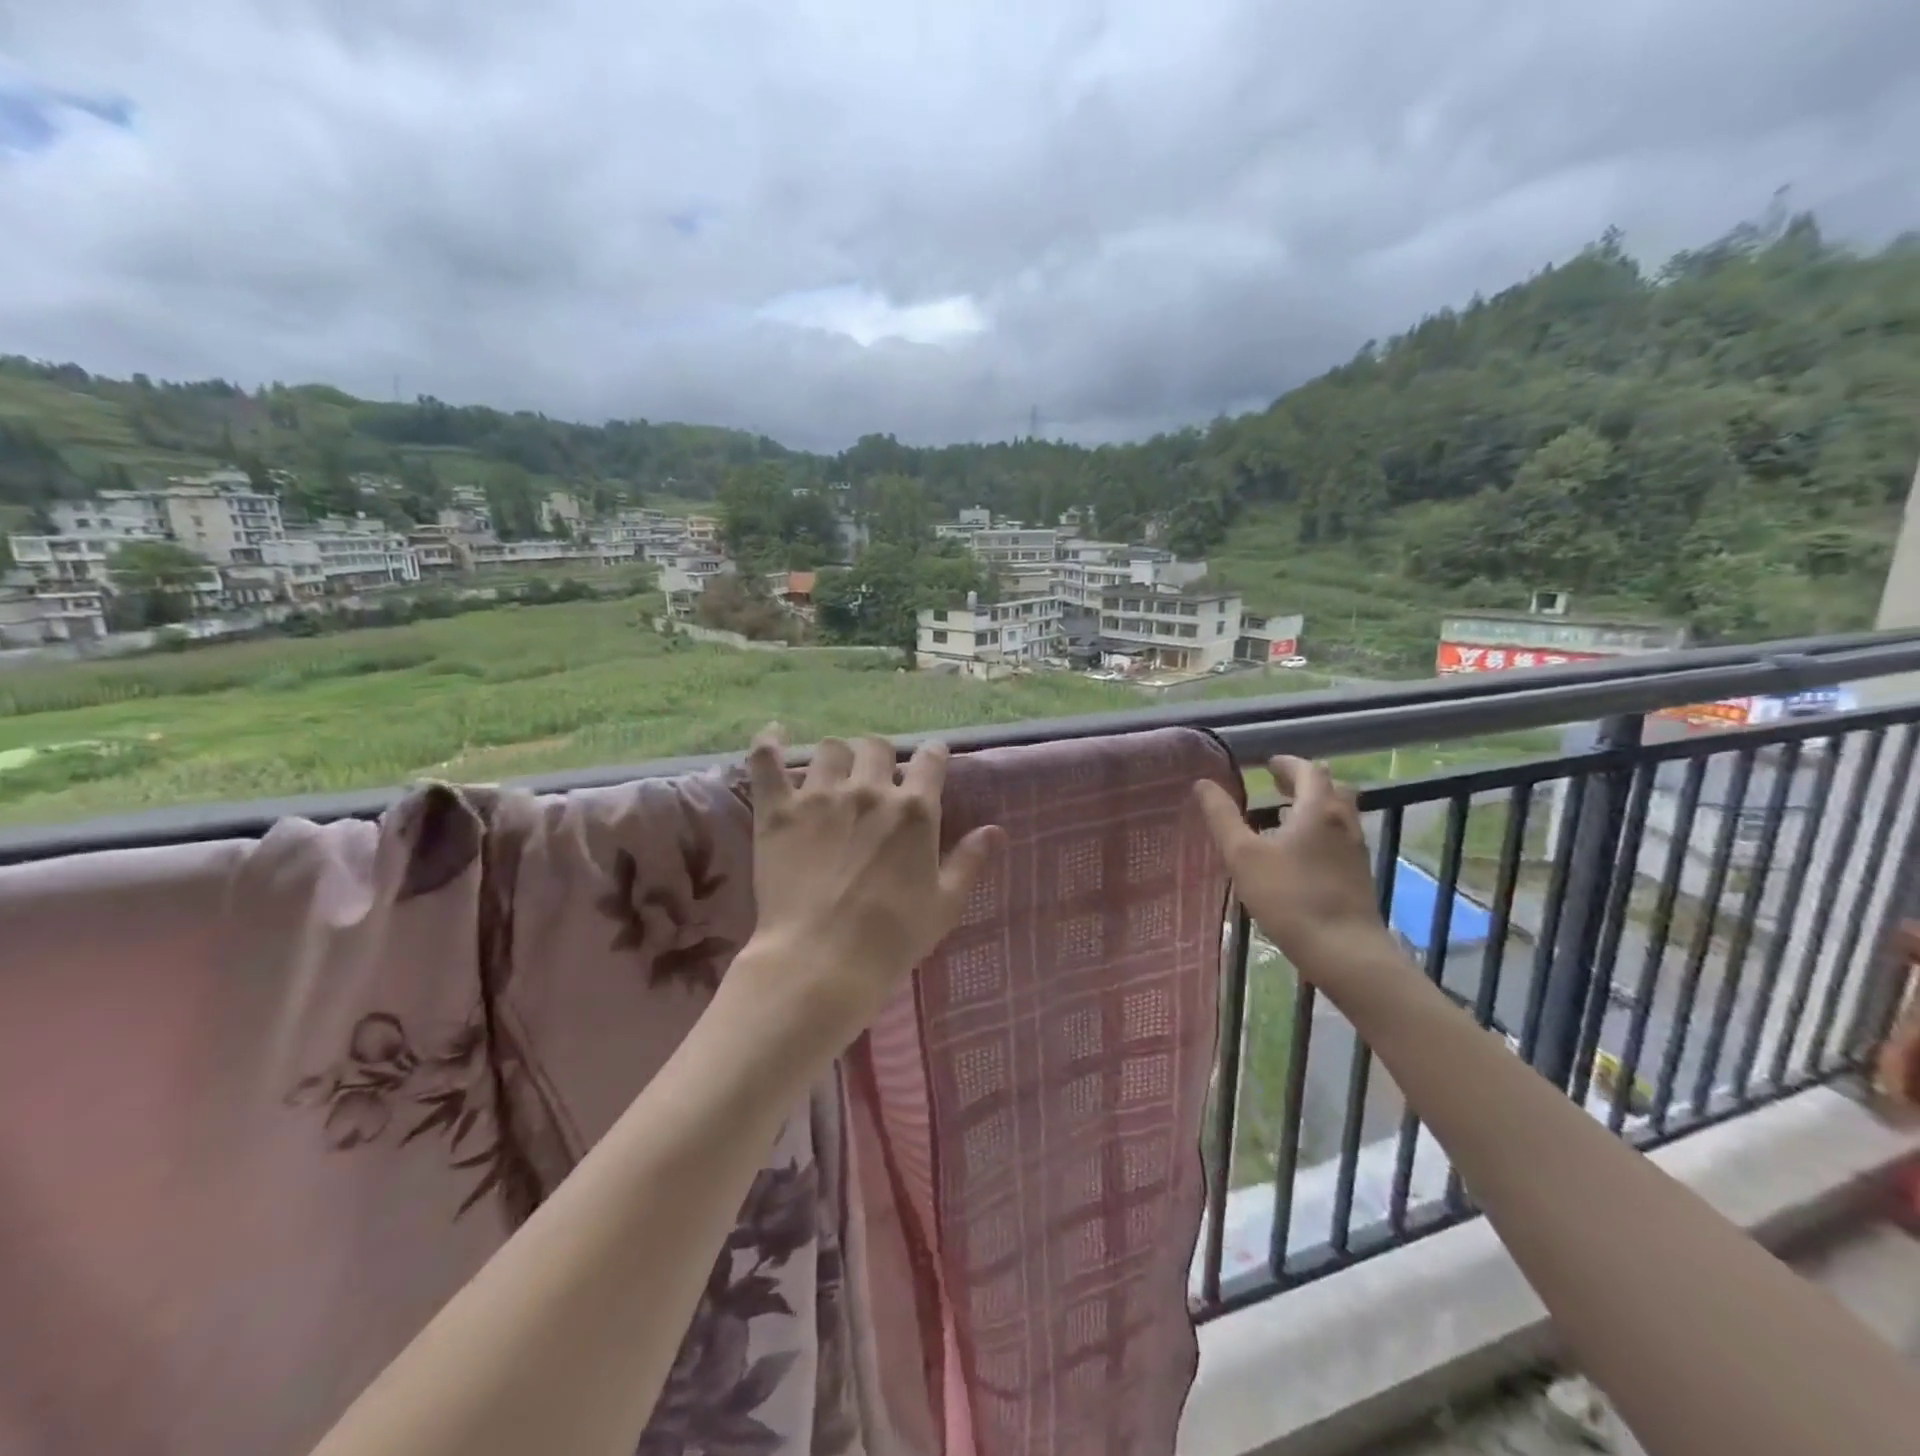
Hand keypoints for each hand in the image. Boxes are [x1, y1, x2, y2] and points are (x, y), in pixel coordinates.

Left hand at [738, 725, 1002, 1035]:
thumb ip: (969, 861)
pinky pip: (768, 760)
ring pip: (831, 749)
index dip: (933, 755)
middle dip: (881, 757)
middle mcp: (869, 791)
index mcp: (914, 810)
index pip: (930, 760)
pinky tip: (776, 734)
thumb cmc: (891, 938)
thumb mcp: (944, 904)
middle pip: (877, 747)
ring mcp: (820, 797)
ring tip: (834, 775)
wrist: (822, 961)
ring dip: (838, 757)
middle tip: (877, 779)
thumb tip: (995, 830)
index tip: (931, 760)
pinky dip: (770, 743)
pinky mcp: (778, 811)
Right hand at [1194, 755, 1393, 976]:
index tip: (1267, 764)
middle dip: (1304, 782)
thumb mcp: (1243, 855)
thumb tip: (1203, 784)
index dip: (1287, 764)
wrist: (1343, 950)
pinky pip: (1339, 839)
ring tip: (1284, 817)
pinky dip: (1320, 832)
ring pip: (1338, 815)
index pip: (1308, 771)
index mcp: (1318, 810)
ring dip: (1313, 807)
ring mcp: (1355, 850)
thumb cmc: (1289, 896)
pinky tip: (1298, 854)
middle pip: (1331, 788)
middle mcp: (1343, 823)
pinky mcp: (1357, 876)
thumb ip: (1222, 817)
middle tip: (1278, 785)